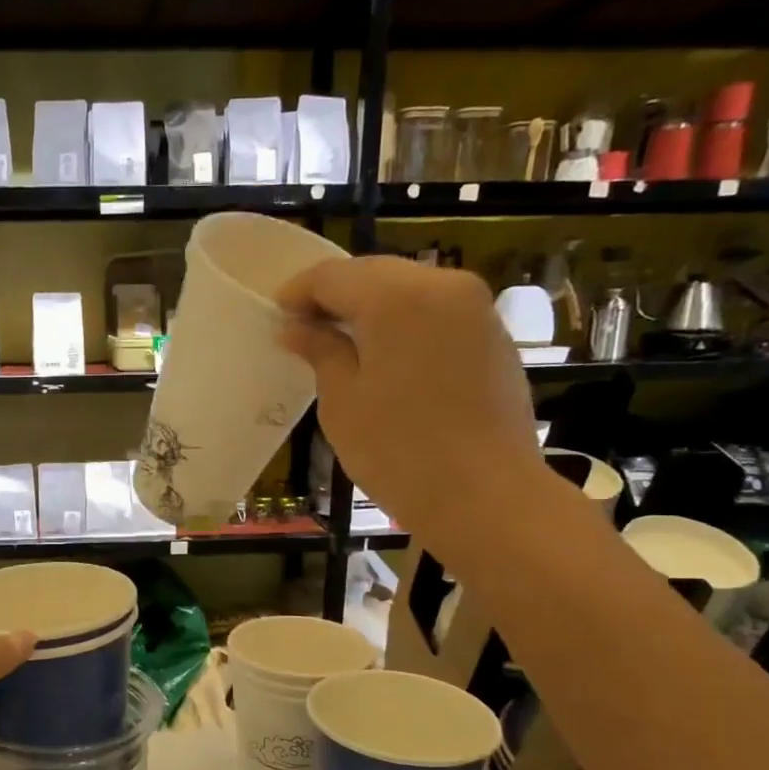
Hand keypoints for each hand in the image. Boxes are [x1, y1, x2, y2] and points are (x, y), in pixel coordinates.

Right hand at [276, 256, 546, 567]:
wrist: (486, 496)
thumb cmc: (399, 452)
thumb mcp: (343, 402)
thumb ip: (320, 351)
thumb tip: (296, 327)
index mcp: (397, 298)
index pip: (333, 276)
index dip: (298, 292)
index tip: (275, 317)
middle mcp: (442, 285)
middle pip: (374, 273)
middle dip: (335, 296)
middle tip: (304, 331)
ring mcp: (475, 308)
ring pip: (408, 289)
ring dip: (370, 308)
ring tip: (341, 345)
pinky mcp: (493, 335)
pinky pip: (436, 311)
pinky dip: (404, 323)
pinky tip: (386, 357)